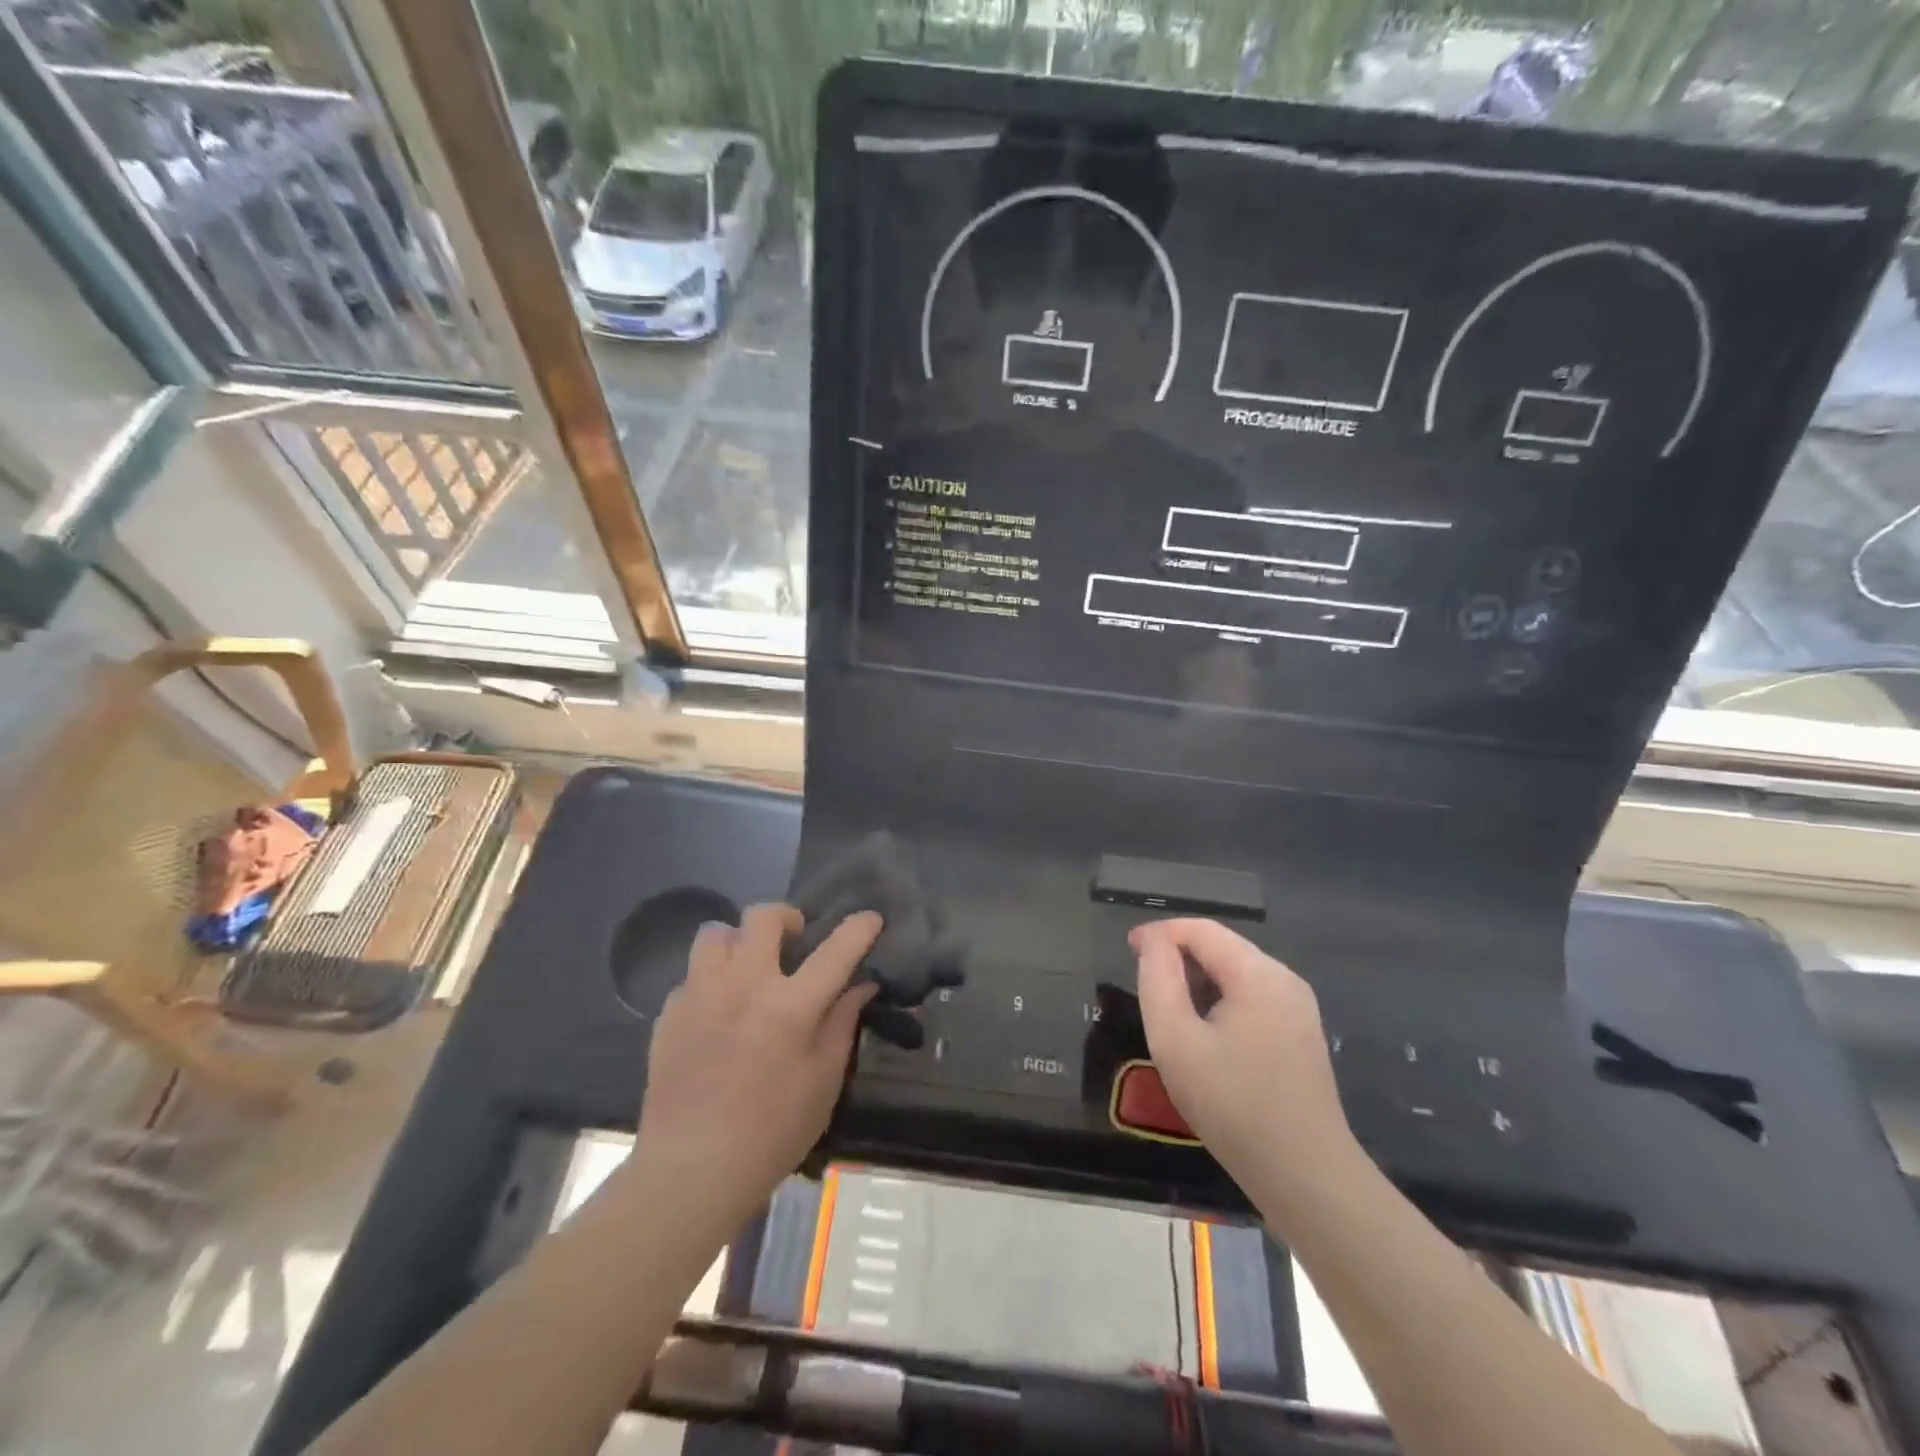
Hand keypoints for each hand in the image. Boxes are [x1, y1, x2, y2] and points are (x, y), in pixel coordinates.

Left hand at [631, 904, 879, 1229]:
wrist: (690, 1172)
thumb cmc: (771, 1133)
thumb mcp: (823, 1082)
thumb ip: (841, 1024)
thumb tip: (860, 985)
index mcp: (790, 1006)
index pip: (835, 951)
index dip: (858, 928)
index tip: (870, 918)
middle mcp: (743, 986)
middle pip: (763, 917)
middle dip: (786, 918)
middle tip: (794, 942)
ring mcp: (700, 995)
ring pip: (717, 934)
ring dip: (739, 942)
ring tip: (747, 969)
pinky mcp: (669, 1013)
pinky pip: (692, 975)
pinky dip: (710, 982)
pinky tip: (716, 1013)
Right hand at [1131, 919, 1356, 1202]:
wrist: (1306, 1177)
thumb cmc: (1233, 1105)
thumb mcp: (1176, 1041)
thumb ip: (1158, 980)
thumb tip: (1153, 942)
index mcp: (1258, 973)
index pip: (1200, 929)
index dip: (1159, 933)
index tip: (1127, 951)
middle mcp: (1284, 979)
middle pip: (1221, 946)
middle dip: (1178, 955)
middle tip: (1143, 982)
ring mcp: (1298, 1007)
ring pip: (1236, 972)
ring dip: (1198, 979)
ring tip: (1168, 1009)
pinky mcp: (1301, 1034)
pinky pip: (1253, 997)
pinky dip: (1221, 1000)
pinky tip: (1204, 1033)